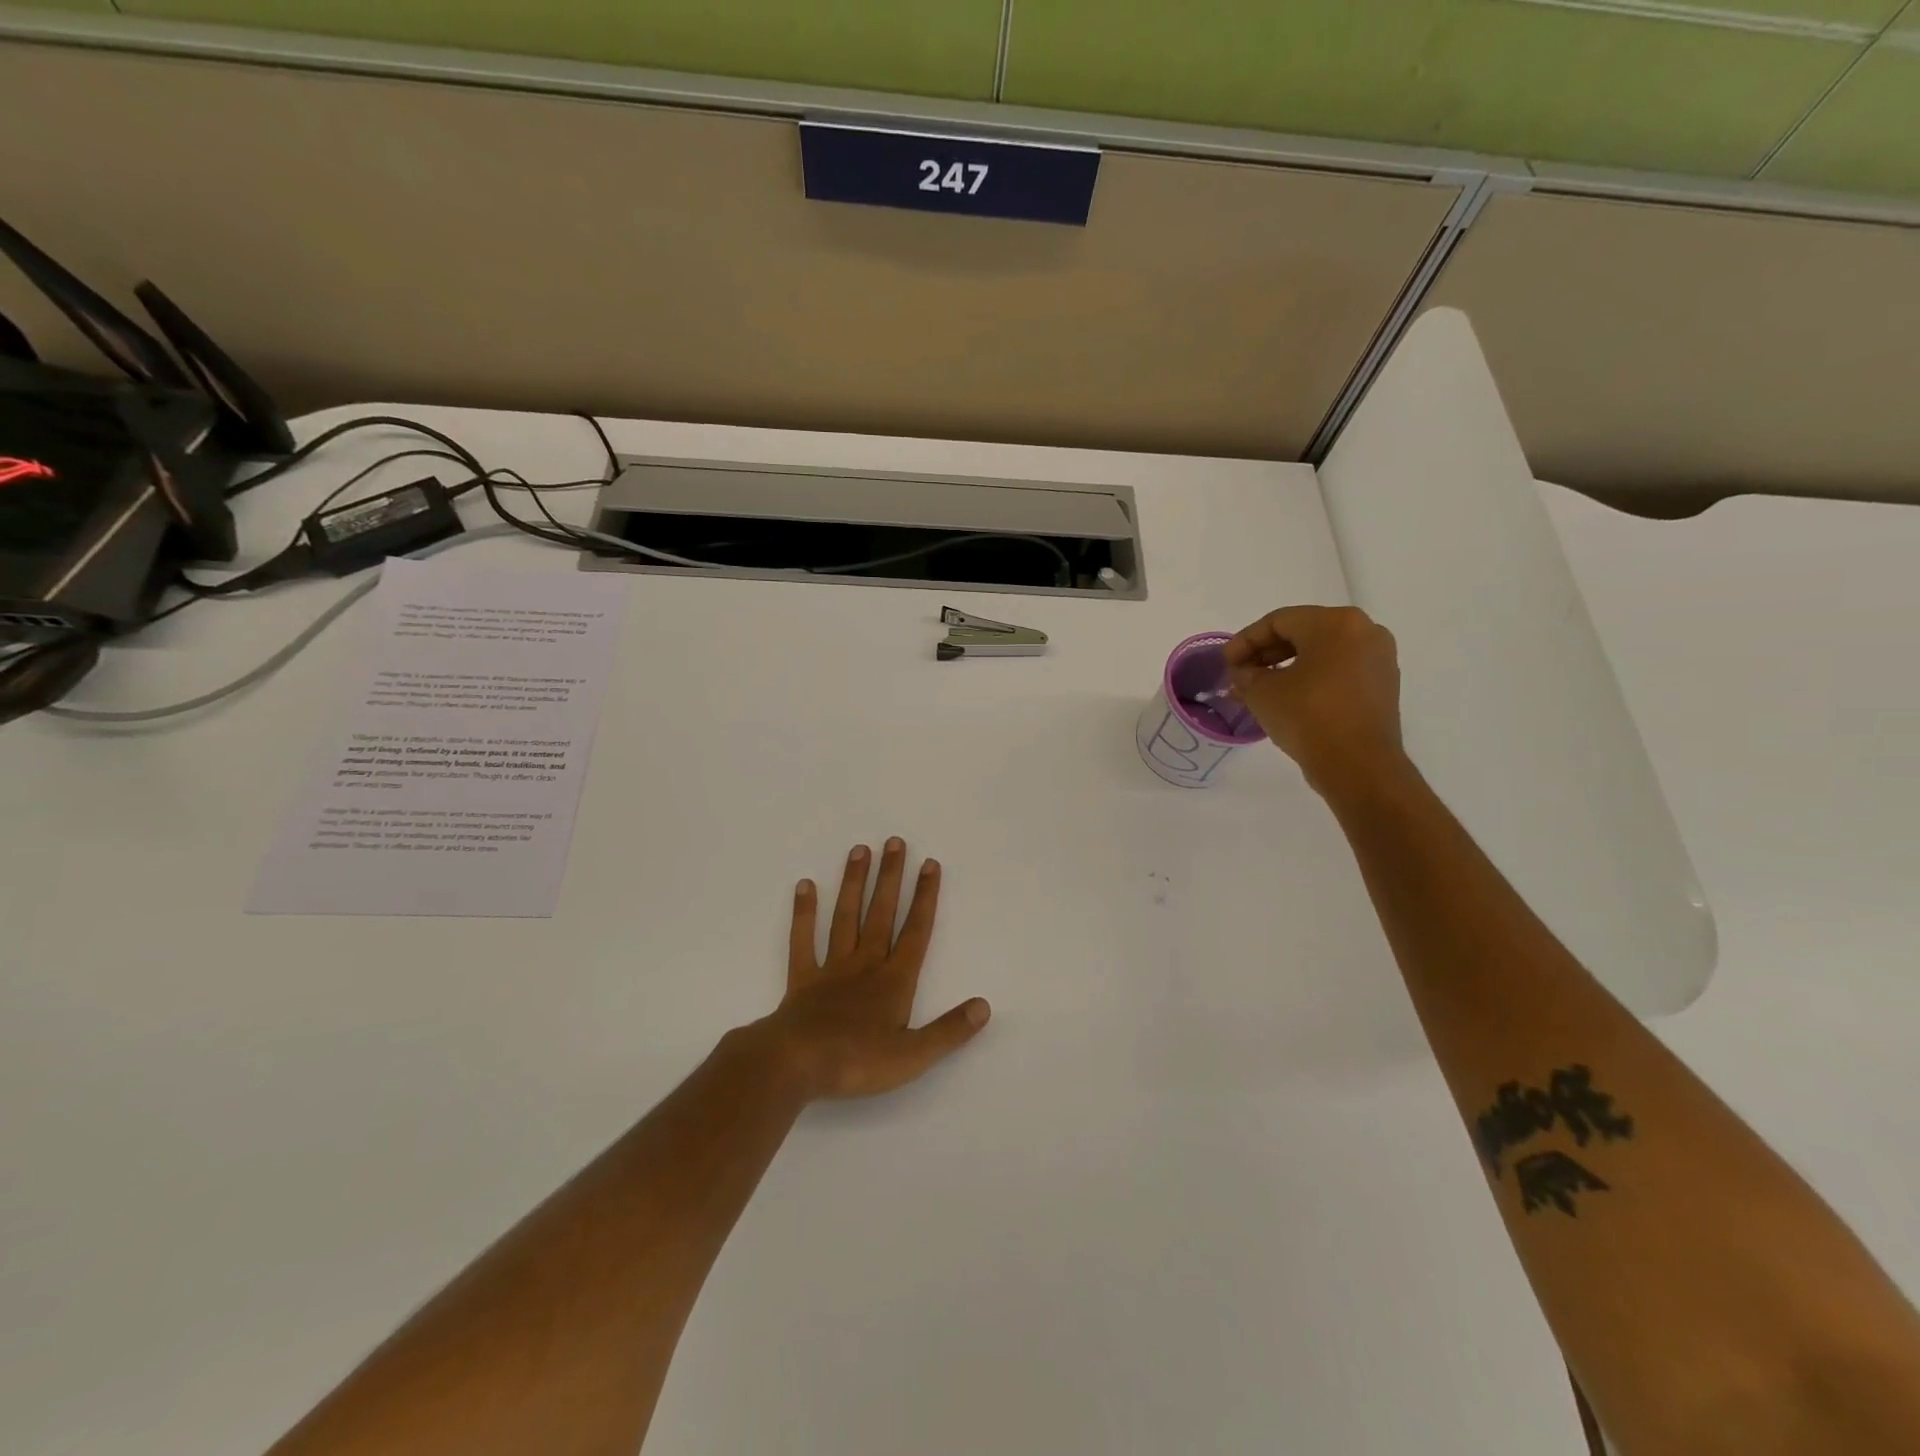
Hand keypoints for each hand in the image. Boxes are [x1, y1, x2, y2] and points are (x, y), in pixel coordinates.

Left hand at [752, 839, 989, 1101]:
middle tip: (894, 841)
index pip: (916, 932)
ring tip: (859, 850)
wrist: (796, 1065)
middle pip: (881, 913)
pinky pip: (803, 940)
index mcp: (894, 981)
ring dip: (854, 884)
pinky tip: (805, 886)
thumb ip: (950, 1030)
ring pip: (846, 917)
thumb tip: (985, 1006)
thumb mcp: (914, 1055)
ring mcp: (832, 968)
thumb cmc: (858, 1062)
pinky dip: (804, 913)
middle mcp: (865, 964)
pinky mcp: (802, 979)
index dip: (925, 898)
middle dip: (890, 877)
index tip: (929, 864)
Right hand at [1224, 606, 1409, 797]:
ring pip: (1321, 651)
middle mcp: (1364, 631)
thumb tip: (1244, 673)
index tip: (1226, 663)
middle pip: (1303, 632)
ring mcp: (1378, 658)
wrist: (1358, 765)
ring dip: (1287, 666)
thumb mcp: (1262, 693)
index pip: (1278, 621)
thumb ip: (1246, 674)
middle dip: (1266, 652)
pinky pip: (1338, 669)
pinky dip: (1311, 677)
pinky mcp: (1382, 684)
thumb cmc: (1307, 717)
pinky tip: (1288, 697)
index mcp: (1335, 623)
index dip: (1245, 640)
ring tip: (1259, 688)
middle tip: (1240, 674)